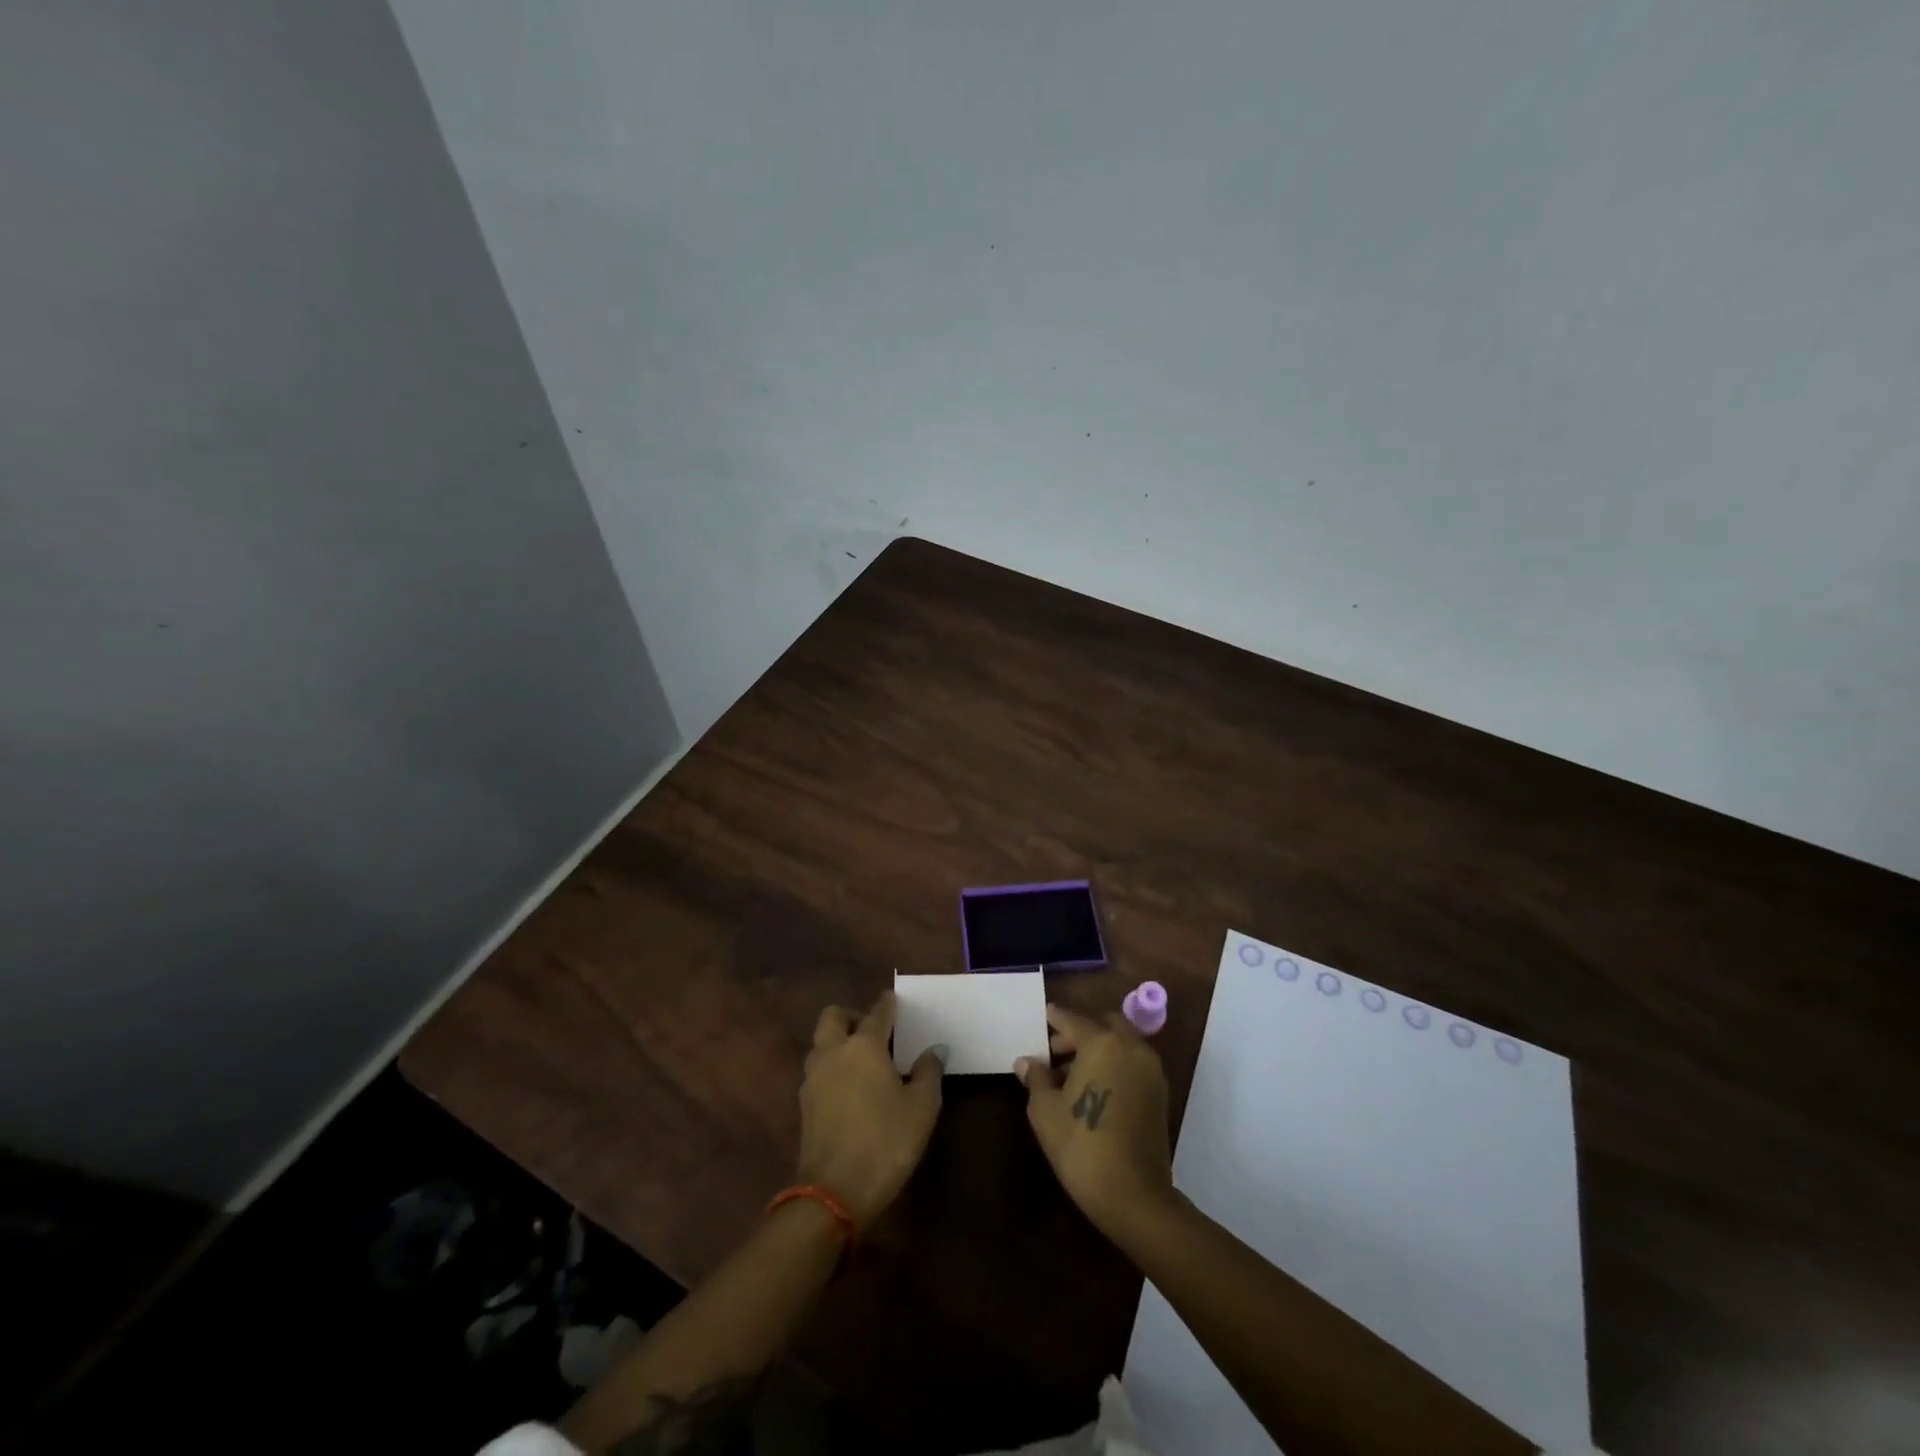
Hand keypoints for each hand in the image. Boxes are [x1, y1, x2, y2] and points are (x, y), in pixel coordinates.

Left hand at [795, 991, 943, 1228]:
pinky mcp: (804, 1104)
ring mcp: (813, 1078)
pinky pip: (817, 1069)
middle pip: (833, 1017)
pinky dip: (831, 1067)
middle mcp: (834, 1052)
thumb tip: (934, 1050)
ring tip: (862, 1060)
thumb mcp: (922, 1108)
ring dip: (837, 1041)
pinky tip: (849, 1087)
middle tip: (874, 1031)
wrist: (834, 1193)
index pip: (877, 1013)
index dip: (888, 1004)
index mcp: (864, 1046)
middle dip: (852, 1016)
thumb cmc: (886, 1142)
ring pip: (820, 1042)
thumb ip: (928, 1072)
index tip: (894, 999)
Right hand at [1017, 1003, 1174, 1239]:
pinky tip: (1094, 1089)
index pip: (1073, 1020)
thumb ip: (1037, 1078)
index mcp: (1102, 1043)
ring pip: (1122, 1044)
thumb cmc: (1081, 1145)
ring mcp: (1150, 1071)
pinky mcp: (1160, 1094)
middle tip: (1057, 1050)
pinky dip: (1115, 1064)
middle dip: (1081, 1031)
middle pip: (1104, 1025)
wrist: (1133, 1195)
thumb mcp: (1046, 1110)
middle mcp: (1131, 1048)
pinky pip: (1132, 1064)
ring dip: (1099, 1048)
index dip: (1056, 1018)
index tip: (1045, 1015)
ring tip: (1072, 1074)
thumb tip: (1027, 1062)